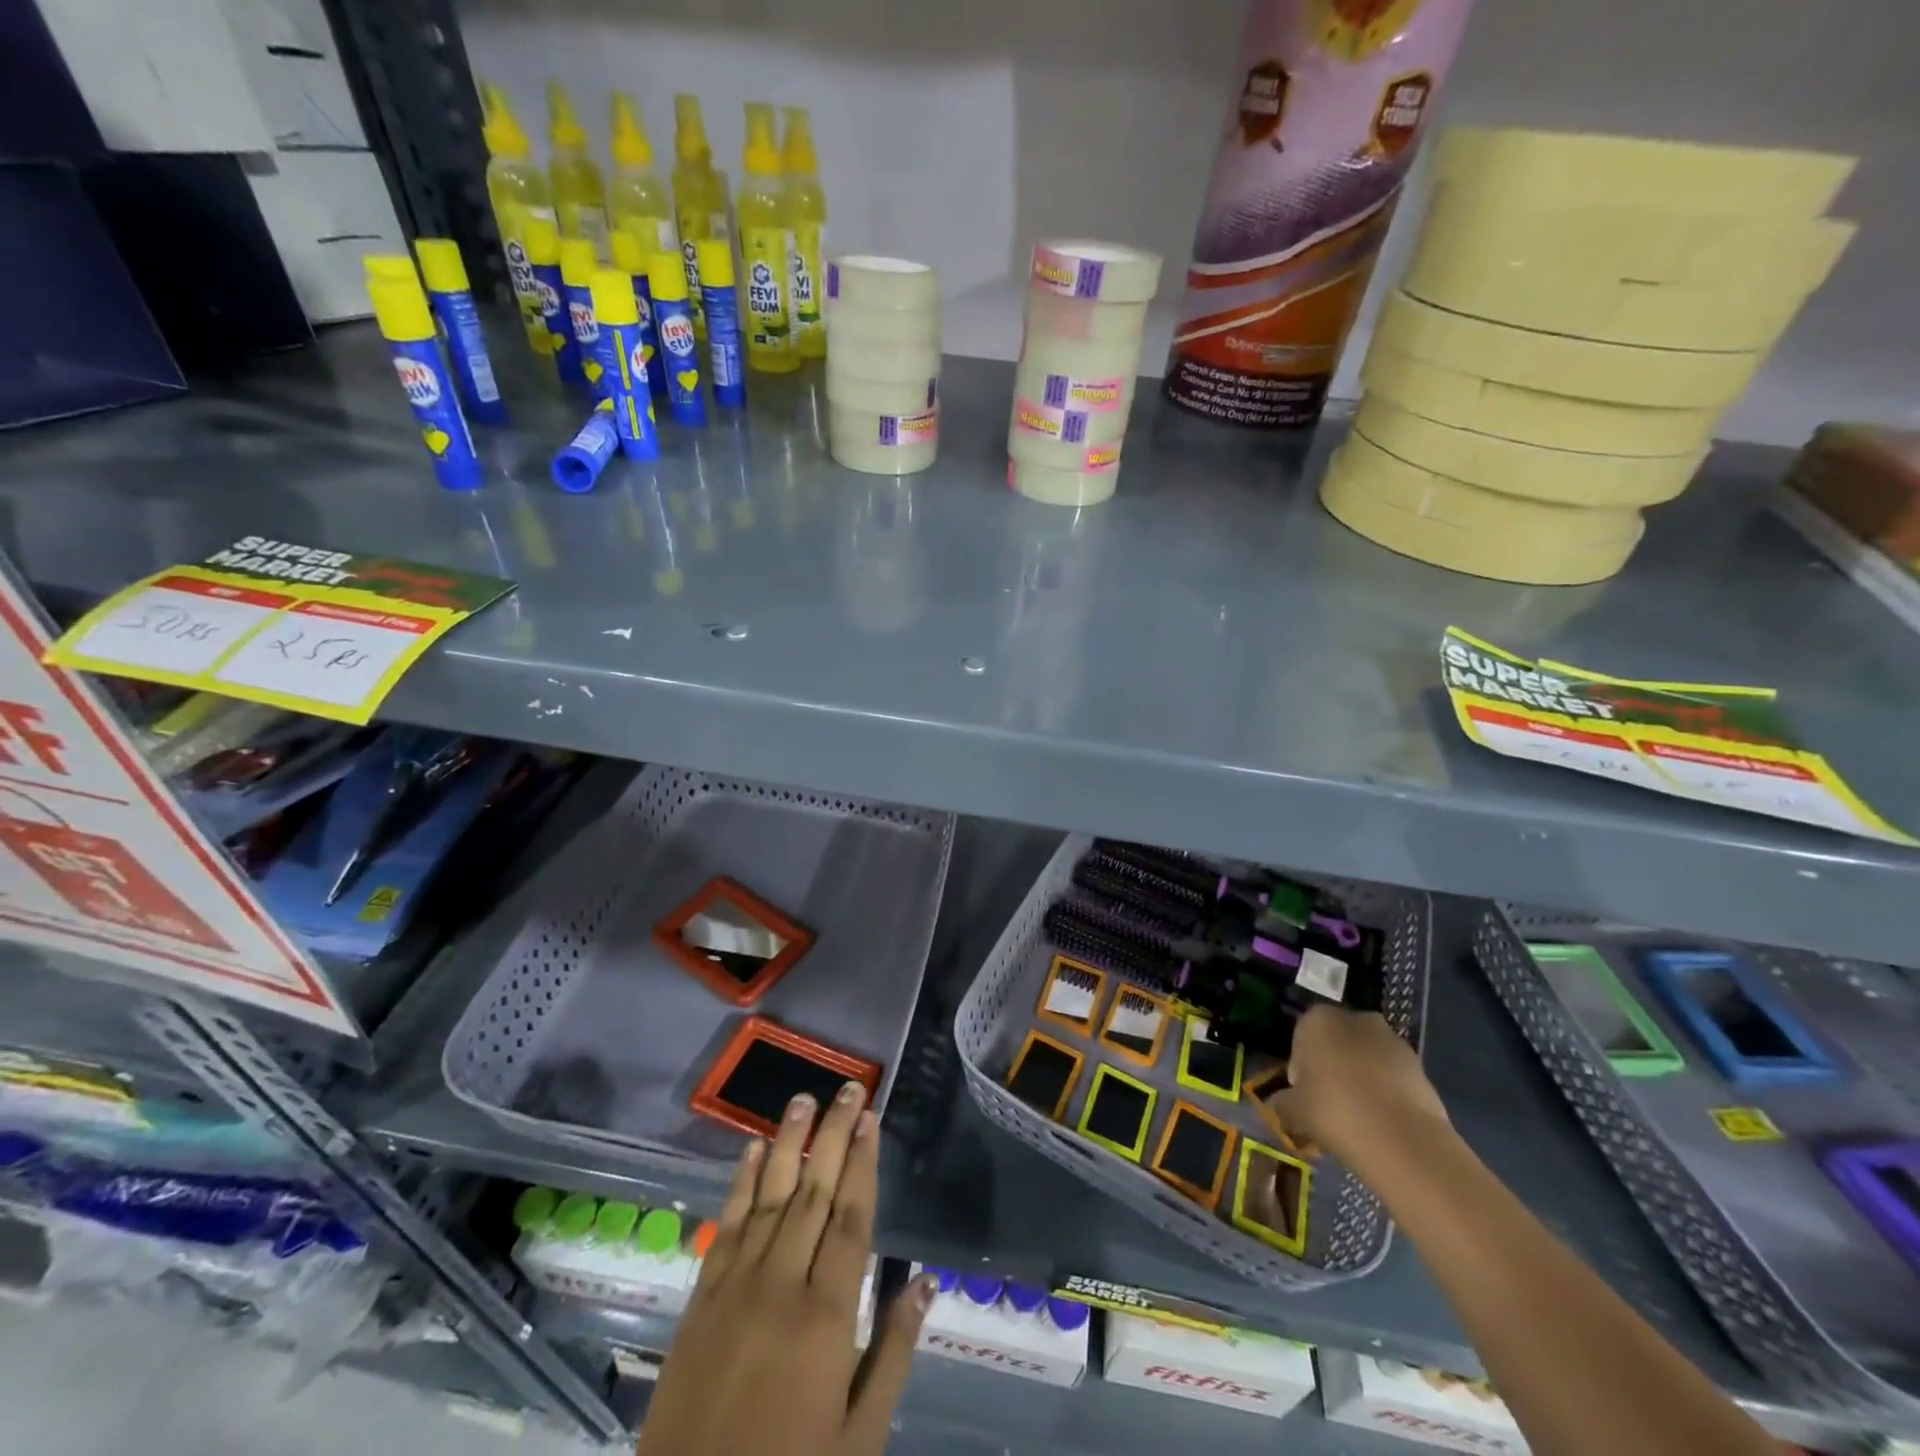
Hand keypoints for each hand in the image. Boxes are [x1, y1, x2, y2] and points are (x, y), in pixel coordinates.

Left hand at [637, 1084, 934, 1455]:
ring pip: (769, 1197)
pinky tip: (751, 1149)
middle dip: (834, 1135)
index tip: (871, 1118)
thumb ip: (893, 1353)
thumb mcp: (858, 1437)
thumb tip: (925, 1282)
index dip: (863, 1162)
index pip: (851, 1218)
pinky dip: (740, 1183)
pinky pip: (727, 1226)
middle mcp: (782, 1284)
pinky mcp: (701, 1298)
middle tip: (850, 1088)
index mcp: (826, 1316)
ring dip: (789, 1143)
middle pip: (814, 1193)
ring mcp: (736, 1286)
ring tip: (804, 1100)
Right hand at [1261, 1005, 1447, 1169]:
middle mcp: (1356, 1019)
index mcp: (1318, 1018)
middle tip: (1329, 1105)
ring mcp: (1393, 1041)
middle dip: (1332, 1068)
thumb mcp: (1292, 1110)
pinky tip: (1382, 1124)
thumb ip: (1282, 1101)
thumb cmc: (1334, 1111)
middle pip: (1336, 1044)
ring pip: (1366, 1060)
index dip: (1300, 1069)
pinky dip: (1386, 1094)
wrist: (1403, 1140)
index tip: (1304, 1096)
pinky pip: (1393, 1078)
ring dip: (1361, 1080)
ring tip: (1358, 1119)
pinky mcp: (1421, 1067)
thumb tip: (1281, 1103)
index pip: (1300, 1038)